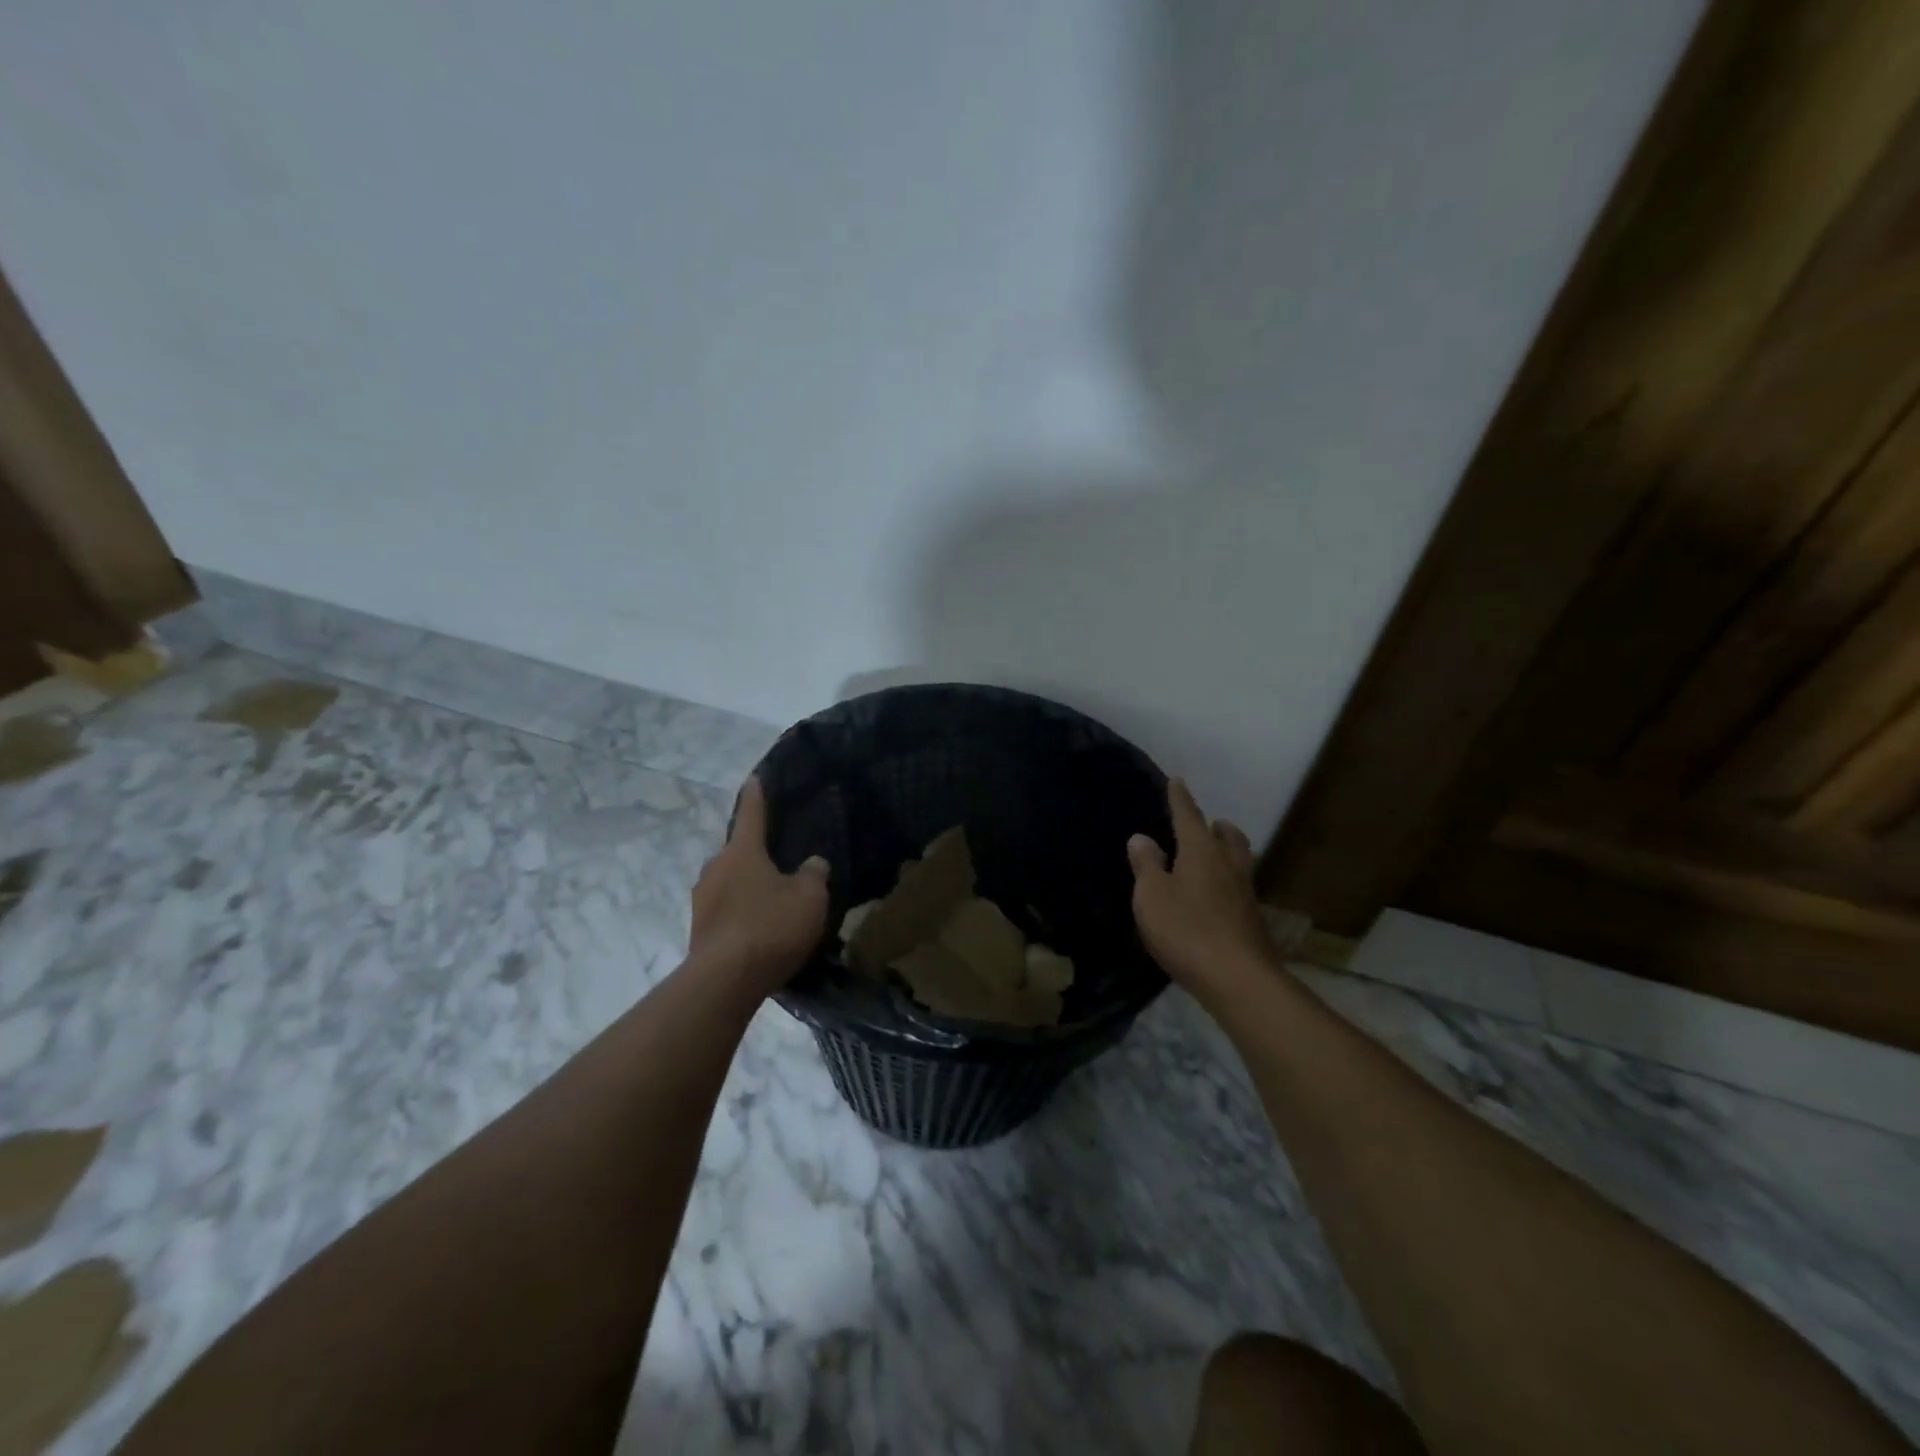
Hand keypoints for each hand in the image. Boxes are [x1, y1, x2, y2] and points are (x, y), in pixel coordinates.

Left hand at [689, 776, 829, 993]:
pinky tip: (758, 930)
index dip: (757, 796)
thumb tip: (812, 863)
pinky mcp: (699, 931)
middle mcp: (715, 868)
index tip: (754, 778)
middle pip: (737, 852)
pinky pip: (724, 911)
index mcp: (742, 851)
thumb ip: (814, 874)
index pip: (752, 814)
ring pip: (728, 883)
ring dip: (746, 887)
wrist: (725, 980)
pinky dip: (740, 914)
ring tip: (770, 902)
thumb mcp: (809, 897)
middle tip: (778, 862)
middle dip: (755, 854)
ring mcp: (702, 900)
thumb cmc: (770, 926)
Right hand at [1127, 779, 1276, 994]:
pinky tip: (1217, 897)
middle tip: (1211, 823)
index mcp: (1201, 851)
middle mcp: (1228, 865)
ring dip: (1228, 852)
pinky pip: (1239, 889)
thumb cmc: (1186, 929)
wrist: (1238, 978)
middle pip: (1228, 837)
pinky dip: (1227, 883)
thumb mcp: (1151, 895)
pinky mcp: (1252, 921)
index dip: (1180, 799)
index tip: (1177, 781)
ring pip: (1239, 862)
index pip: (1188, 816)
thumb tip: (1142, 837)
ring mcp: (1245, 894)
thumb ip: (1146, 864)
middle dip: (1217, 827)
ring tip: (1215, 855)